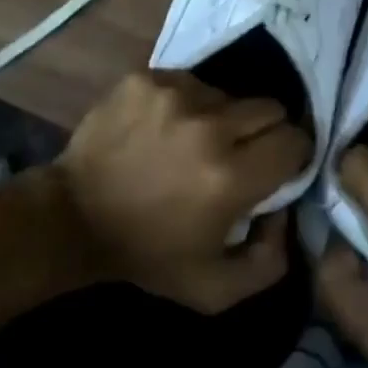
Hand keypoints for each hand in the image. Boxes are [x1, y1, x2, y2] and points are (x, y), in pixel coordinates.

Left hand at [56, 71, 311, 311]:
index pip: (294, 141)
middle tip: (242, 152)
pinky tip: (166, 128)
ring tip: (196, 141)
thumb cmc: (147, 253)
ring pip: (228, 93)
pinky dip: (187, 103)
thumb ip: (269, 261)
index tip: (279, 166)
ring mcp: (175, 94)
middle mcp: (209, 126)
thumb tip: (286, 213)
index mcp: (231, 177)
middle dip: (266, 131)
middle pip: (270, 108)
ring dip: (223, 117)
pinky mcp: (148, 78)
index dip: (293, 154)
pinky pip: (190, 81)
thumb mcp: (214, 289)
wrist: (73, 216)